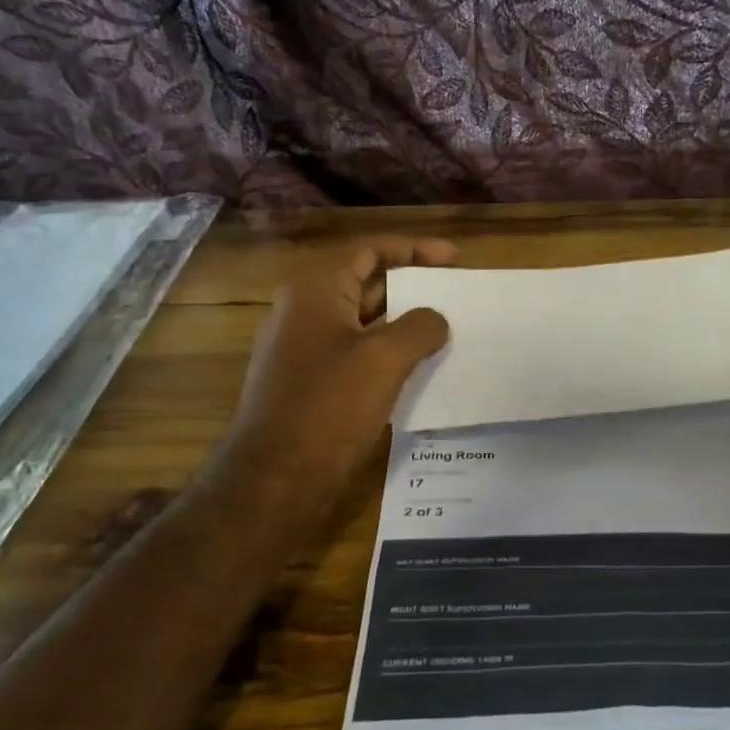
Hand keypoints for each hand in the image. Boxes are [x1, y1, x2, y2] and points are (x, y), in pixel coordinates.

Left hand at [208, 238, 455, 529]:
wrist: (275, 479)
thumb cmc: (329, 407)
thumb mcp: (384, 359)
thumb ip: (419, 327)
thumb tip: (435, 319)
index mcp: (315, 289)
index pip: (370, 250)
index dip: (415, 249)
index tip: (454, 258)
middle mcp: (304, 310)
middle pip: (366, 281)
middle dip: (412, 284)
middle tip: (454, 292)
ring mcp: (303, 347)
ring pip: (362, 320)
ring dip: (402, 320)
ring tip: (445, 327)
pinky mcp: (309, 381)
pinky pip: (354, 351)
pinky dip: (387, 350)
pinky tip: (418, 365)